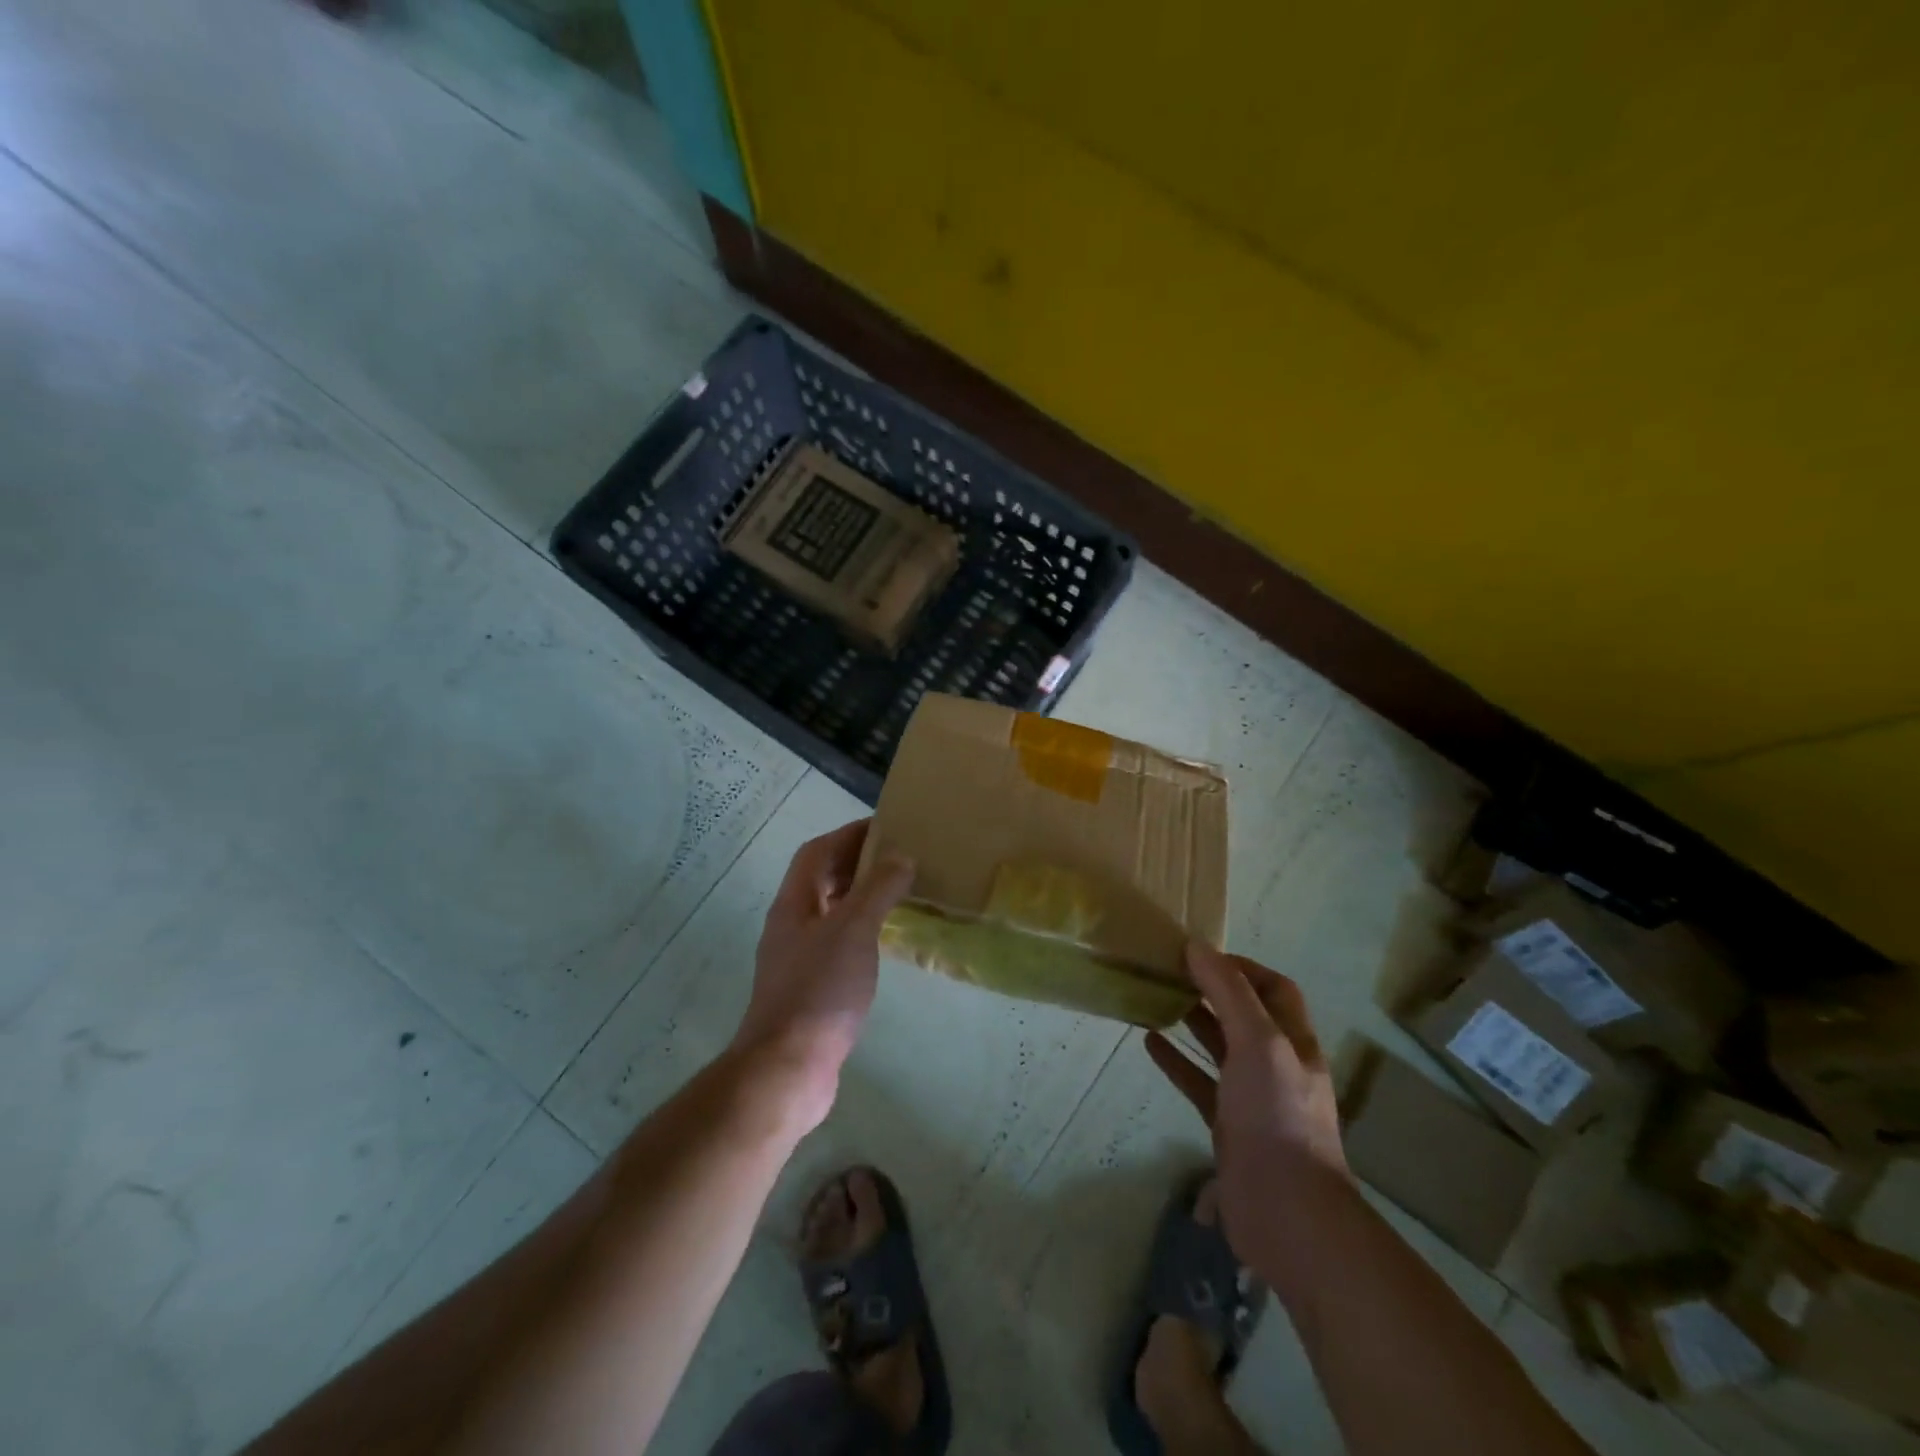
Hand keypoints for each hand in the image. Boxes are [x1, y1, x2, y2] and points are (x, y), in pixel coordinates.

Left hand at [731, 819, 914, 1129]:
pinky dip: (860, 931)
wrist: (788, 1068)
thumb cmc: (820, 990)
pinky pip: (837, 943)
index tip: (886, 827)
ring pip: (830, 912)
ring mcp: (797, 959)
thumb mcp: (854, 931)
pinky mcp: (809, 989)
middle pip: (820, 879)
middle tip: (898, 858)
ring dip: (859, 896)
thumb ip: (878, 889)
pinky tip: (883, 941)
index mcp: (794, 904)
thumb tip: (901, 857)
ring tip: (898, 892)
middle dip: (856, 862)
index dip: (848, 834)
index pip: (817, 851)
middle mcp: (790, 925)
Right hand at [1145, 943, 1347, 1270]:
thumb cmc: (1276, 1115)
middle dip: (1212, 991)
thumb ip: (1229, 993)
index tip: (1200, 955)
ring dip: (1192, 1022)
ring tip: (1156, 998)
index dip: (1242, 967)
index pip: (1274, 989)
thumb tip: (1198, 946)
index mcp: (1295, 1042)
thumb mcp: (1258, 1043)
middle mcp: (1277, 1066)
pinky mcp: (1228, 1127)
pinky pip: (1199, 1083)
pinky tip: (1149, 1044)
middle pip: (1245, 1016)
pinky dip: (1176, 1062)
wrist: (1286, 1212)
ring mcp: (1253, 1098)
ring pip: (1220, 1049)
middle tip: (1170, 972)